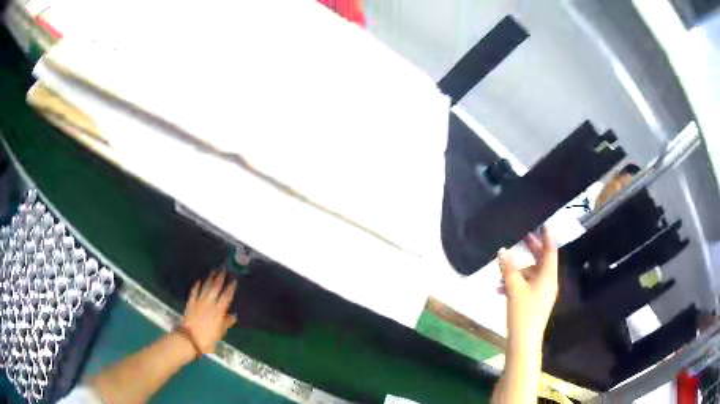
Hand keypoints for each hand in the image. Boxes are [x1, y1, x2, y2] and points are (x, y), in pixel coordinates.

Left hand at [181, 271, 237, 352]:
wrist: (189, 338)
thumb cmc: (208, 338)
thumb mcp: (221, 332)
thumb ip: (226, 322)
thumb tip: (233, 316)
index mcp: (219, 310)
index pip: (226, 295)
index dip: (230, 287)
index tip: (234, 279)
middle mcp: (210, 302)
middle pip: (216, 287)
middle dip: (220, 277)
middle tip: (224, 269)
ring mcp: (199, 301)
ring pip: (205, 287)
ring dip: (210, 278)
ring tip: (214, 271)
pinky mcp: (191, 302)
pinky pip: (194, 291)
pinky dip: (197, 285)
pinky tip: (199, 280)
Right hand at [498, 227, 557, 351]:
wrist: (524, 340)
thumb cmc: (523, 312)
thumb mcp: (514, 288)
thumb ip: (508, 268)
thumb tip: (502, 251)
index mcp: (548, 276)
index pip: (551, 250)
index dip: (547, 236)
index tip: (543, 224)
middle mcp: (548, 282)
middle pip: (542, 261)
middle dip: (532, 250)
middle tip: (523, 237)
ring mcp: (543, 293)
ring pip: (533, 274)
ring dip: (519, 271)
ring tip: (501, 274)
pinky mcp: (536, 302)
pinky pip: (528, 286)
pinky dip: (517, 283)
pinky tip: (501, 289)